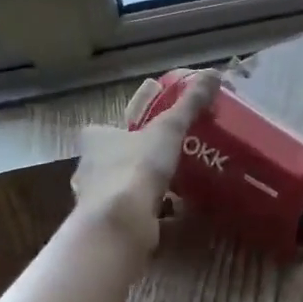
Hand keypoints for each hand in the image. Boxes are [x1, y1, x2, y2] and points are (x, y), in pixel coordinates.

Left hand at [72, 71, 220, 251]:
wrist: (119, 224)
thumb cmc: (136, 168)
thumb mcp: (168, 129)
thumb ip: (189, 105)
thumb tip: (213, 73)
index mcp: (96, 140)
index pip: (104, 129)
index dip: (124, 129)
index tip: (147, 131)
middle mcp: (89, 169)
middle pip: (113, 160)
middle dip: (136, 160)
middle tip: (167, 158)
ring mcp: (96, 202)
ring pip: (122, 190)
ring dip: (144, 189)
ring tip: (176, 187)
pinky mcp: (108, 228)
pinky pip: (133, 216)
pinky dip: (151, 215)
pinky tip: (174, 216)